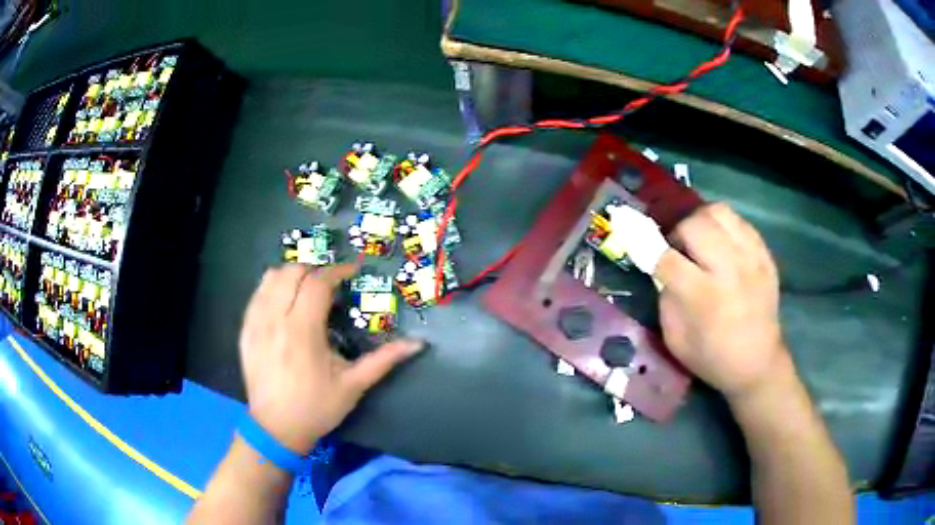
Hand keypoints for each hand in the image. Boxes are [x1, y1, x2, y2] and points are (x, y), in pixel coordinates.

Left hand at [239, 264, 424, 452]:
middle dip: (315, 270)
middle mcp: (275, 320)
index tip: (352, 271)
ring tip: (307, 289)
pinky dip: (272, 287)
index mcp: (303, 331)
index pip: (318, 283)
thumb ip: (384, 360)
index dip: (338, 271)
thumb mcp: (353, 386)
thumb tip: (418, 344)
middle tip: (331, 284)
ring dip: (293, 275)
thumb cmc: (317, 408)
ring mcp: (256, 324)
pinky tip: (284, 301)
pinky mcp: (245, 331)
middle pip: (293, 272)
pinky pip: (256, 295)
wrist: (276, 428)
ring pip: (270, 278)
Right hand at [653, 203, 790, 399]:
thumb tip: (662, 268)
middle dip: (678, 233)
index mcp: (704, 297)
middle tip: (679, 249)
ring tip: (701, 241)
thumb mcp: (676, 339)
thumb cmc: (712, 357)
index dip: (649, 249)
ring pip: (719, 212)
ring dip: (702, 222)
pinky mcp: (765, 255)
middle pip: (694, 224)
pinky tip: (722, 245)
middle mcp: (729, 270)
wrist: (758, 363)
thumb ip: (666, 299)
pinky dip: (724, 227)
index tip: (643, 248)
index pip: (668, 258)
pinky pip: (740, 221)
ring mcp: (751, 258)